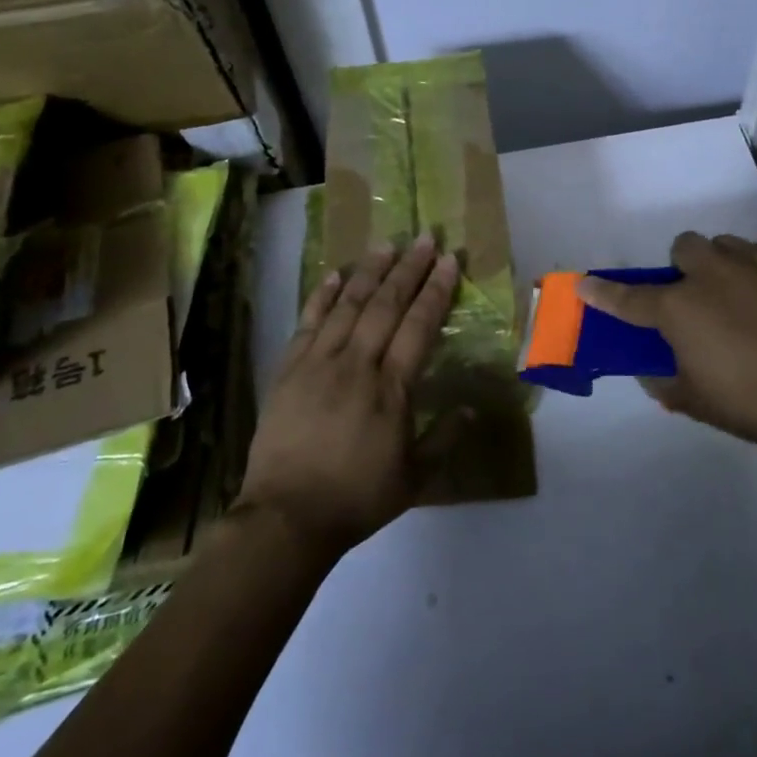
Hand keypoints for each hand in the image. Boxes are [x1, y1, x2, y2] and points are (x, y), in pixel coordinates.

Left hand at [235, 236, 460, 557]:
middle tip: (424, 238)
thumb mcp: (414, 478)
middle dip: (408, 268)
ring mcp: (318, 363)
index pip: (418, 325)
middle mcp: (356, 365)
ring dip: (370, 272)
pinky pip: (309, 322)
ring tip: (386, 244)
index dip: (435, 290)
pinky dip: (323, 295)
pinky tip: (335, 273)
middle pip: (386, 305)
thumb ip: (444, 439)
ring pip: (349, 305)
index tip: (448, 261)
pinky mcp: (289, 369)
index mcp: (391, 389)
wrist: (286, 518)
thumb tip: (470, 408)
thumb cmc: (356, 498)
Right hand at [579, 232, 756, 454]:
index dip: (602, 293)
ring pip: (723, 244)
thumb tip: (651, 373)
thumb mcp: (696, 402)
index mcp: (679, 308)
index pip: (628, 299)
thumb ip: (665, 384)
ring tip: (737, 295)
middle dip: (682, 268)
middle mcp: (710, 275)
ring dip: (719, 264)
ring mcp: (753, 264)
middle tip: (696, 300)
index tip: (584, 285)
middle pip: (683, 248)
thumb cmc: (753, 402)